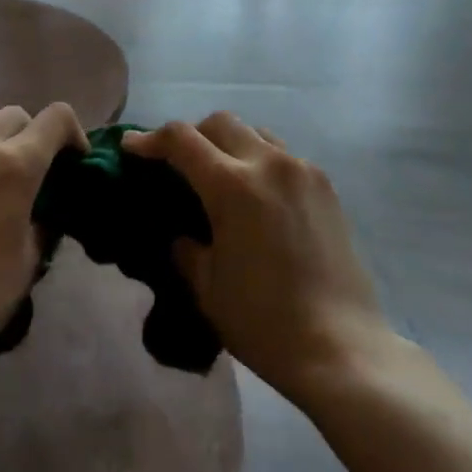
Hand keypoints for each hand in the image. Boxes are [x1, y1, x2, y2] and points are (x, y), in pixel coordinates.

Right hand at [124, 113, 387, 402]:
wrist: (341, 348)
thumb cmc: (263, 322)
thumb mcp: (206, 286)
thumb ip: (186, 248)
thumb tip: (182, 233)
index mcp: (233, 185)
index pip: (181, 139)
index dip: (150, 139)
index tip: (130, 147)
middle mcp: (269, 163)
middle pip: (220, 123)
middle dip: (190, 135)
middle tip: (175, 163)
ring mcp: (303, 171)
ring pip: (255, 133)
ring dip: (228, 144)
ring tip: (218, 175)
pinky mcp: (326, 187)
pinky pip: (283, 155)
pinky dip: (259, 160)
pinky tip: (256, 195)